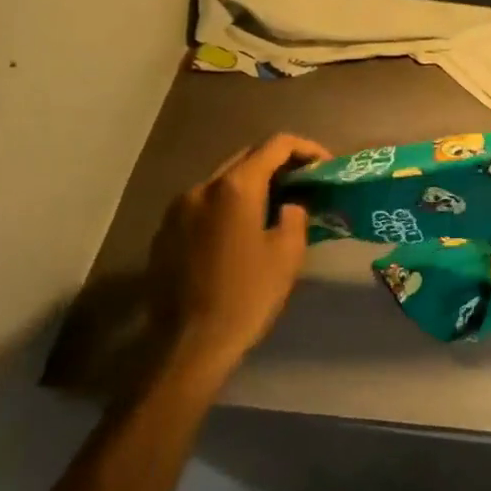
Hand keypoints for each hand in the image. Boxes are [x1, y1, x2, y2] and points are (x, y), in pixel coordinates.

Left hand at [147, 133, 330, 384]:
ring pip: (223, 180)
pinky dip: (228, 205)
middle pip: (246, 157)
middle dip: (279, 164)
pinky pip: (204, 203)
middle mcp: (202, 187)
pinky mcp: (165, 232)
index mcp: (235, 188)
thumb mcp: (288, 254)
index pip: (275, 145)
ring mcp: (178, 209)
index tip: (325, 166)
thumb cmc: (247, 296)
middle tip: (305, 183)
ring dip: (252, 184)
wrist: (188, 345)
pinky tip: (241, 231)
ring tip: (276, 206)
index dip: (306, 149)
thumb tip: (289, 205)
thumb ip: (295, 216)